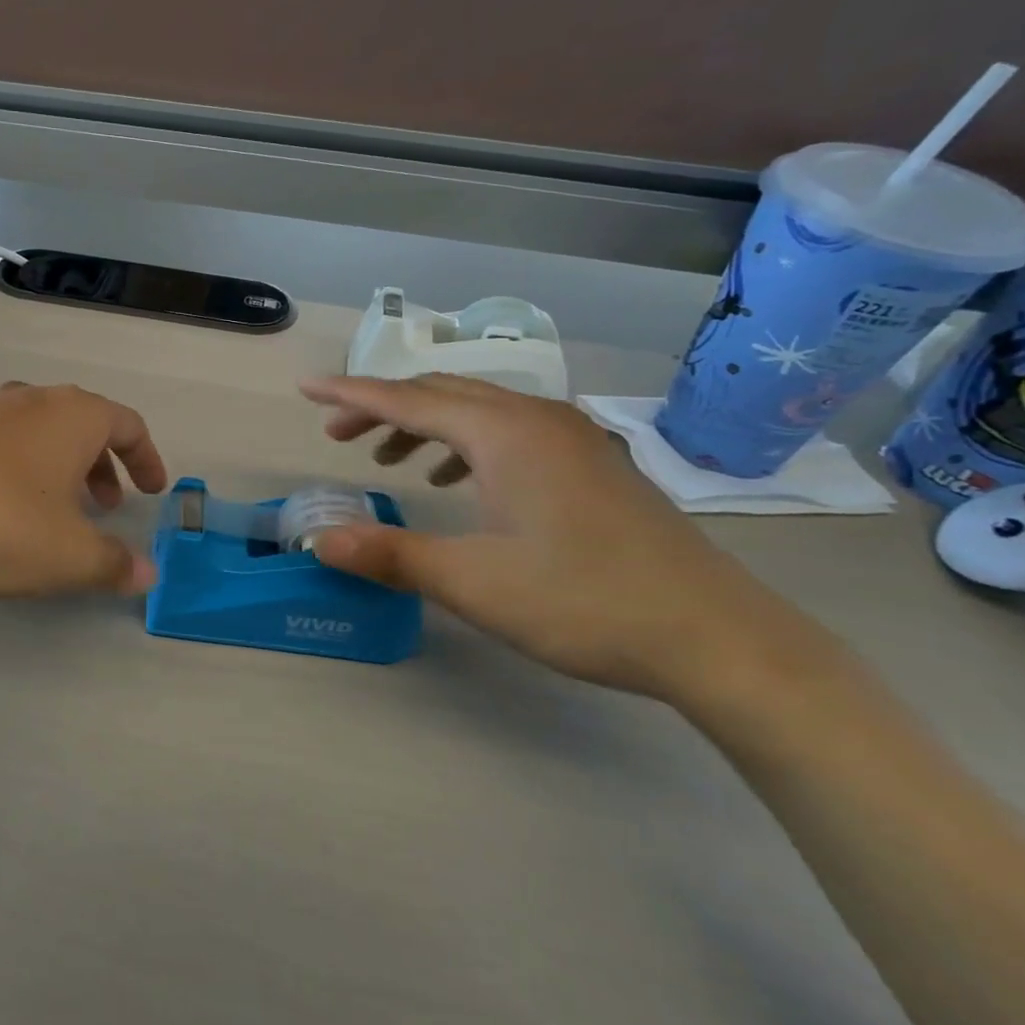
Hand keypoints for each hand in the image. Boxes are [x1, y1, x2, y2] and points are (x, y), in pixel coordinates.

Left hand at [0, 383, 169, 602]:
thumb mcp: (67, 556)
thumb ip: (115, 564)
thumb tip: (147, 574)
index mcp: (71, 415)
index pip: (127, 424)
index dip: (146, 458)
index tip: (152, 491)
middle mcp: (30, 397)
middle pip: (83, 422)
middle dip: (102, 464)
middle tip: (106, 506)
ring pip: (39, 429)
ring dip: (59, 464)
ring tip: (54, 508)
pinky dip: (18, 463)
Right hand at [299, 374, 793, 697]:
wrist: (719, 638)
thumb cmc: (585, 602)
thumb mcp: (473, 582)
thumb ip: (390, 555)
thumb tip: (319, 540)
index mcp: (504, 433)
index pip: (407, 399)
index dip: (350, 393)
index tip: (305, 387)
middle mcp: (536, 418)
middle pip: (441, 393)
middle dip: (382, 408)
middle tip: (337, 436)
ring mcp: (571, 437)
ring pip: (477, 410)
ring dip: (424, 425)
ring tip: (387, 460)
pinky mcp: (590, 462)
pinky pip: (508, 430)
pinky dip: (464, 444)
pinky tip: (455, 481)